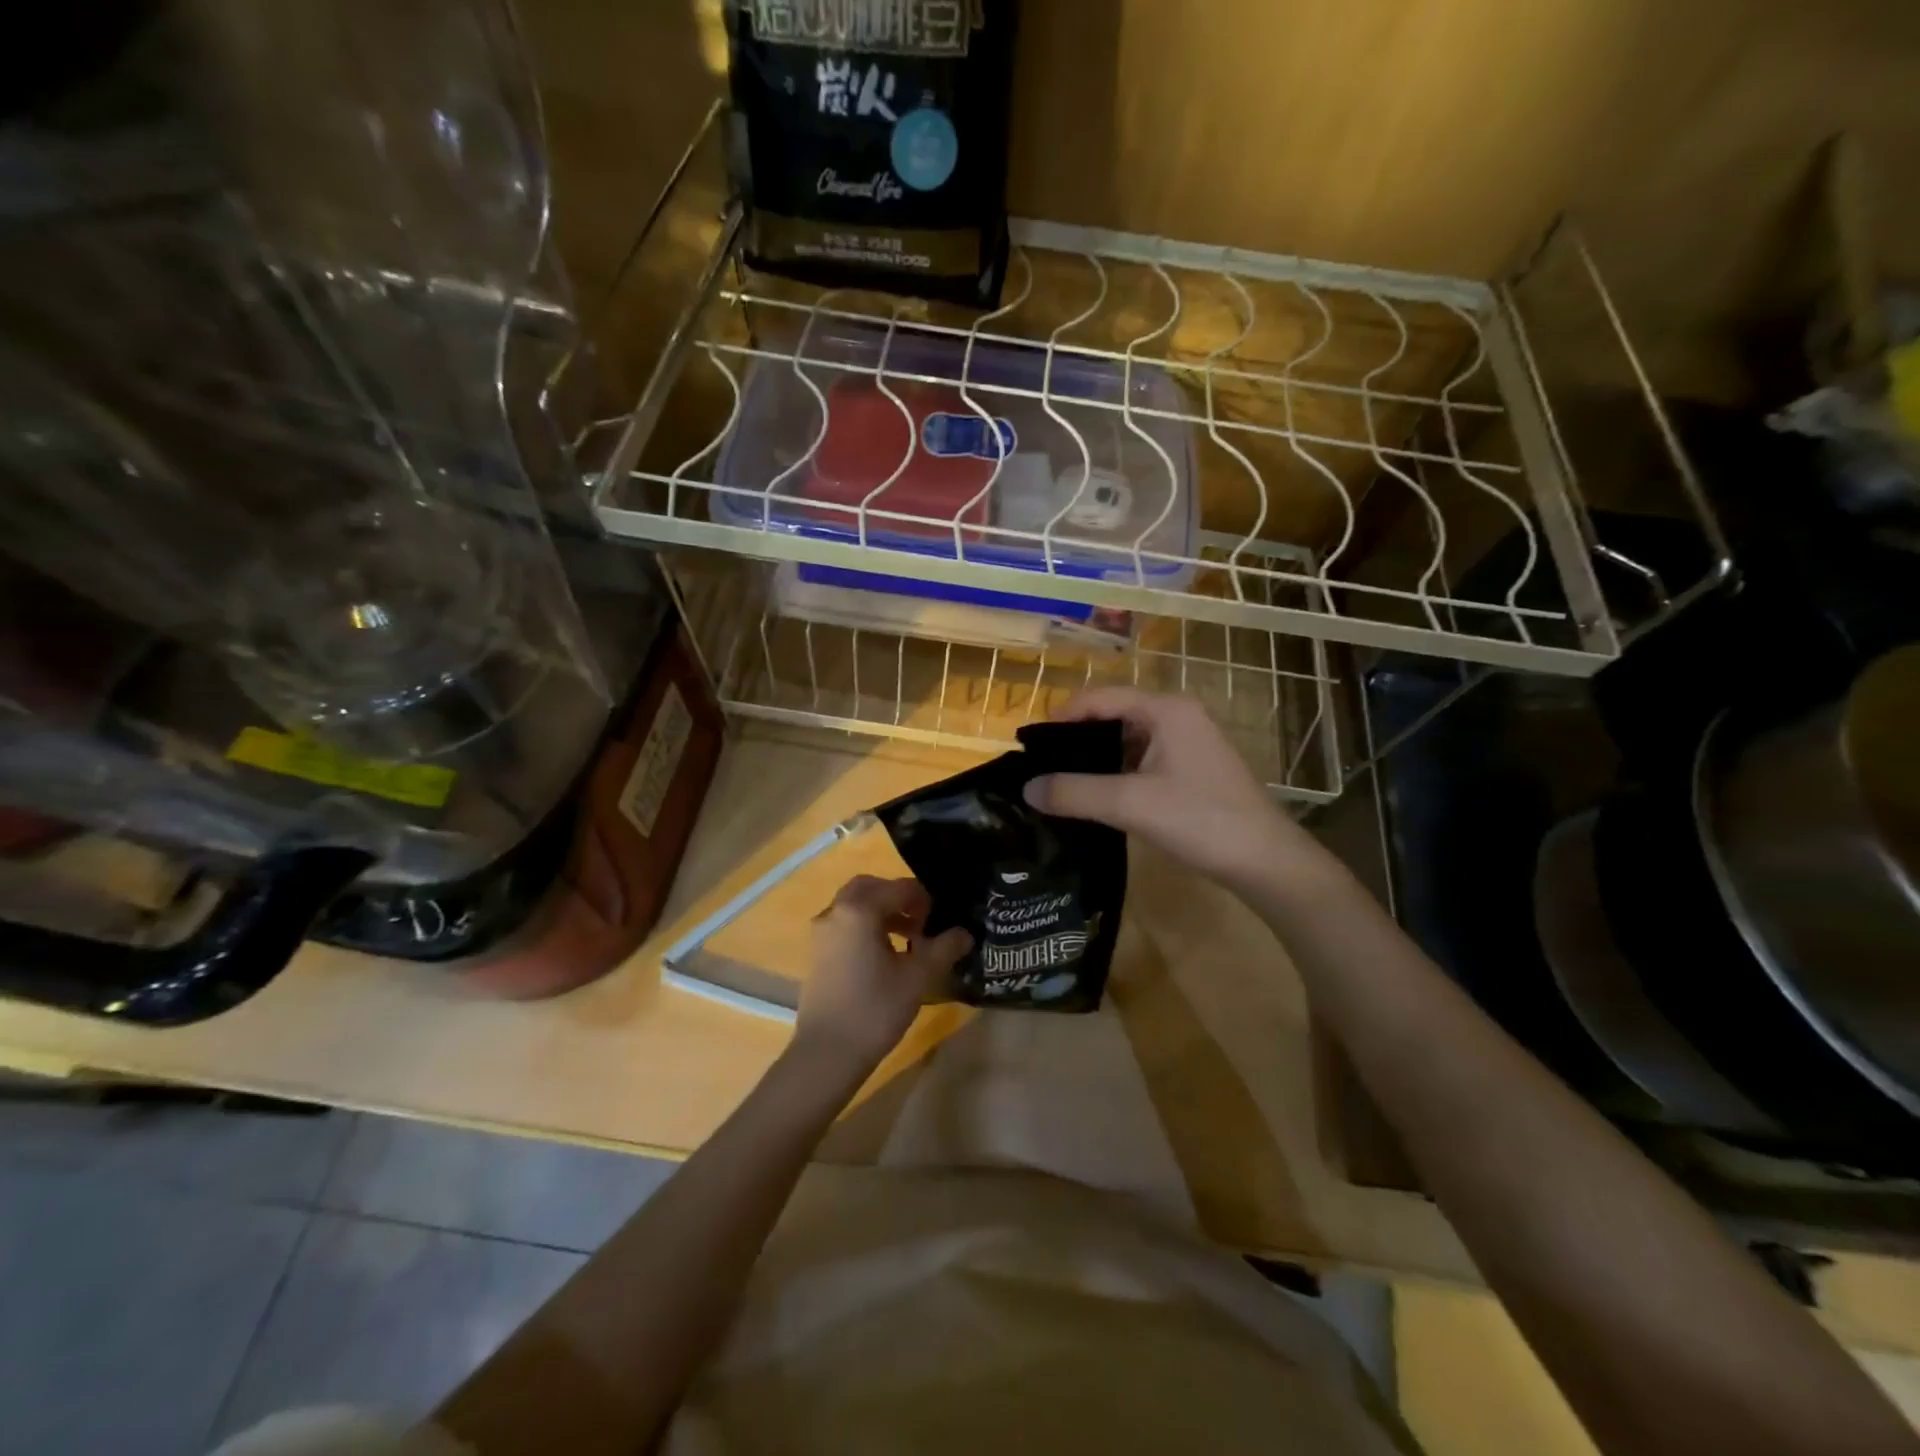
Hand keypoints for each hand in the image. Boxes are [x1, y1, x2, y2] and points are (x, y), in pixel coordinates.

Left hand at [794, 876, 970, 1078]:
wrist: (827, 1054)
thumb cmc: (875, 1009)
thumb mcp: (918, 978)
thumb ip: (943, 948)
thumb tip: (965, 933)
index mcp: (859, 910)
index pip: (899, 888)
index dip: (924, 899)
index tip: (941, 919)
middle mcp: (836, 912)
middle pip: (870, 888)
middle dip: (898, 898)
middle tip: (922, 920)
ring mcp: (822, 933)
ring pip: (855, 907)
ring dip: (882, 913)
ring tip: (909, 940)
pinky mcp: (818, 954)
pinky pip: (845, 925)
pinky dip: (866, 928)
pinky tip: (885, 957)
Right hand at [1023, 687, 1329, 896]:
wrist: (1266, 861)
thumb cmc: (1201, 820)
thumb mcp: (1130, 804)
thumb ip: (1074, 793)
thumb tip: (1026, 789)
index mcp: (1166, 709)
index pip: (1101, 697)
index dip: (1062, 716)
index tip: (1030, 745)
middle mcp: (1177, 716)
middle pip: (1113, 716)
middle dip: (1076, 738)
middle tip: (1042, 766)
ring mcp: (1188, 743)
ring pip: (1128, 740)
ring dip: (1095, 759)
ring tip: (1062, 783)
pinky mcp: (1192, 770)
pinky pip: (1143, 760)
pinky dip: (1116, 773)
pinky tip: (1097, 797)